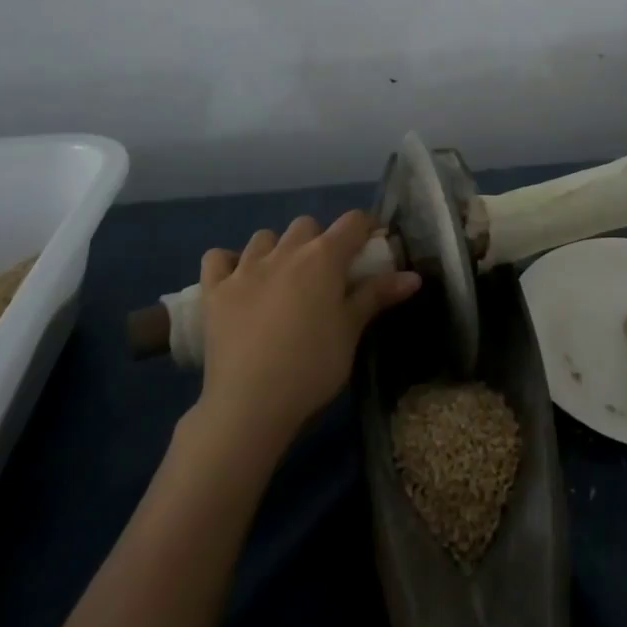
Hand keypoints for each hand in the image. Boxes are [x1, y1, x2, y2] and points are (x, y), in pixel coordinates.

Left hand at [192, 211, 420, 455]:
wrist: (250, 404)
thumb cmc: (312, 366)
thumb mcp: (351, 331)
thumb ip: (378, 295)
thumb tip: (413, 276)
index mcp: (323, 257)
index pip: (352, 222)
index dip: (365, 228)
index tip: (371, 247)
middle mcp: (285, 251)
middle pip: (307, 225)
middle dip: (318, 241)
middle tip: (324, 274)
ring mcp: (245, 268)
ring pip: (264, 237)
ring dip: (276, 249)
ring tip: (281, 279)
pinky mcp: (214, 290)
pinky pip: (216, 258)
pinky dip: (227, 263)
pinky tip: (236, 281)